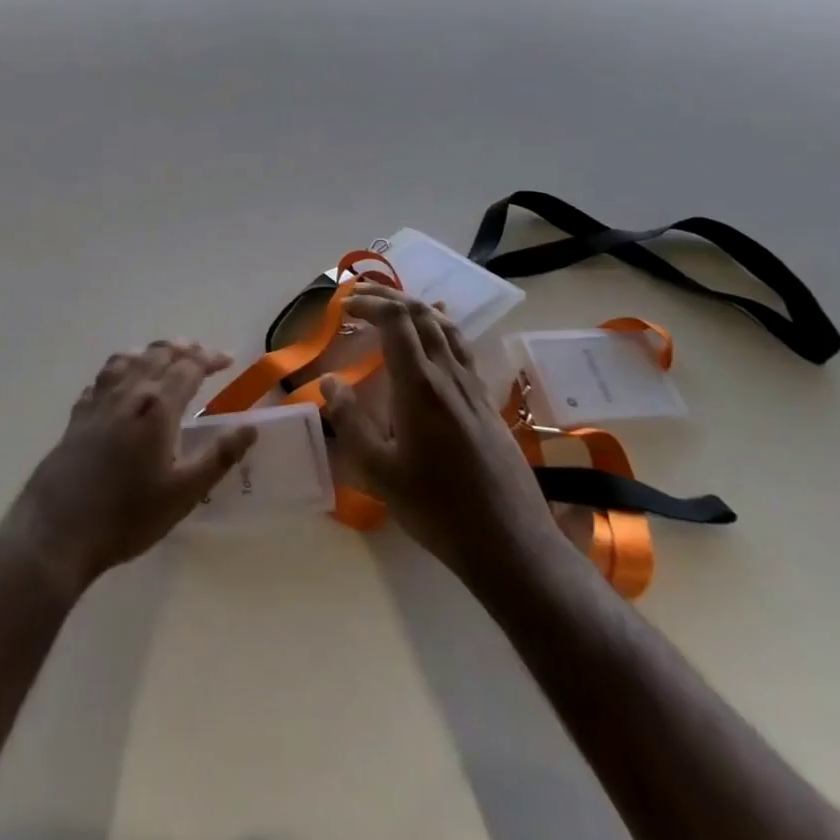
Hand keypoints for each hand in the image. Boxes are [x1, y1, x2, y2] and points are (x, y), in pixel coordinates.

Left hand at [5, 341, 257, 593]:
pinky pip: (102, 378)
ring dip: (150, 352)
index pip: (189, 366)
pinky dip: (119, 370)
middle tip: (201, 354)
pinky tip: (119, 383)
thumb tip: (249, 427)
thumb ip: (218, 457)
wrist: (58, 529)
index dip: (210, 358)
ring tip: (163, 356)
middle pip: (157, 354)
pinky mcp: (77, 415)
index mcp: (158, 406)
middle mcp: (128, 392)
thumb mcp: (183, 493)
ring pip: (127, 359)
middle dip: (183, 348)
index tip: (227, 360)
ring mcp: (98, 401)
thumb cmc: (127, 515)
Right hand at [321, 285, 565, 589]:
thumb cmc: (436, 508)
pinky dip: (440, 328)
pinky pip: (462, 348)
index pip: (396, 321)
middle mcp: (448, 375)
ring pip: (446, 327)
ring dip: (416, 308)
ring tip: (391, 308)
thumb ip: (349, 421)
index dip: (369, 304)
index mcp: (419, 386)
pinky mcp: (487, 402)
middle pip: (422, 314)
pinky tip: (435, 340)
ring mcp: (473, 387)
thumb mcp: (379, 471)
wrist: (510, 542)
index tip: (344, 307)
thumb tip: (329, 381)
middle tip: (359, 299)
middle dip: (388, 298)